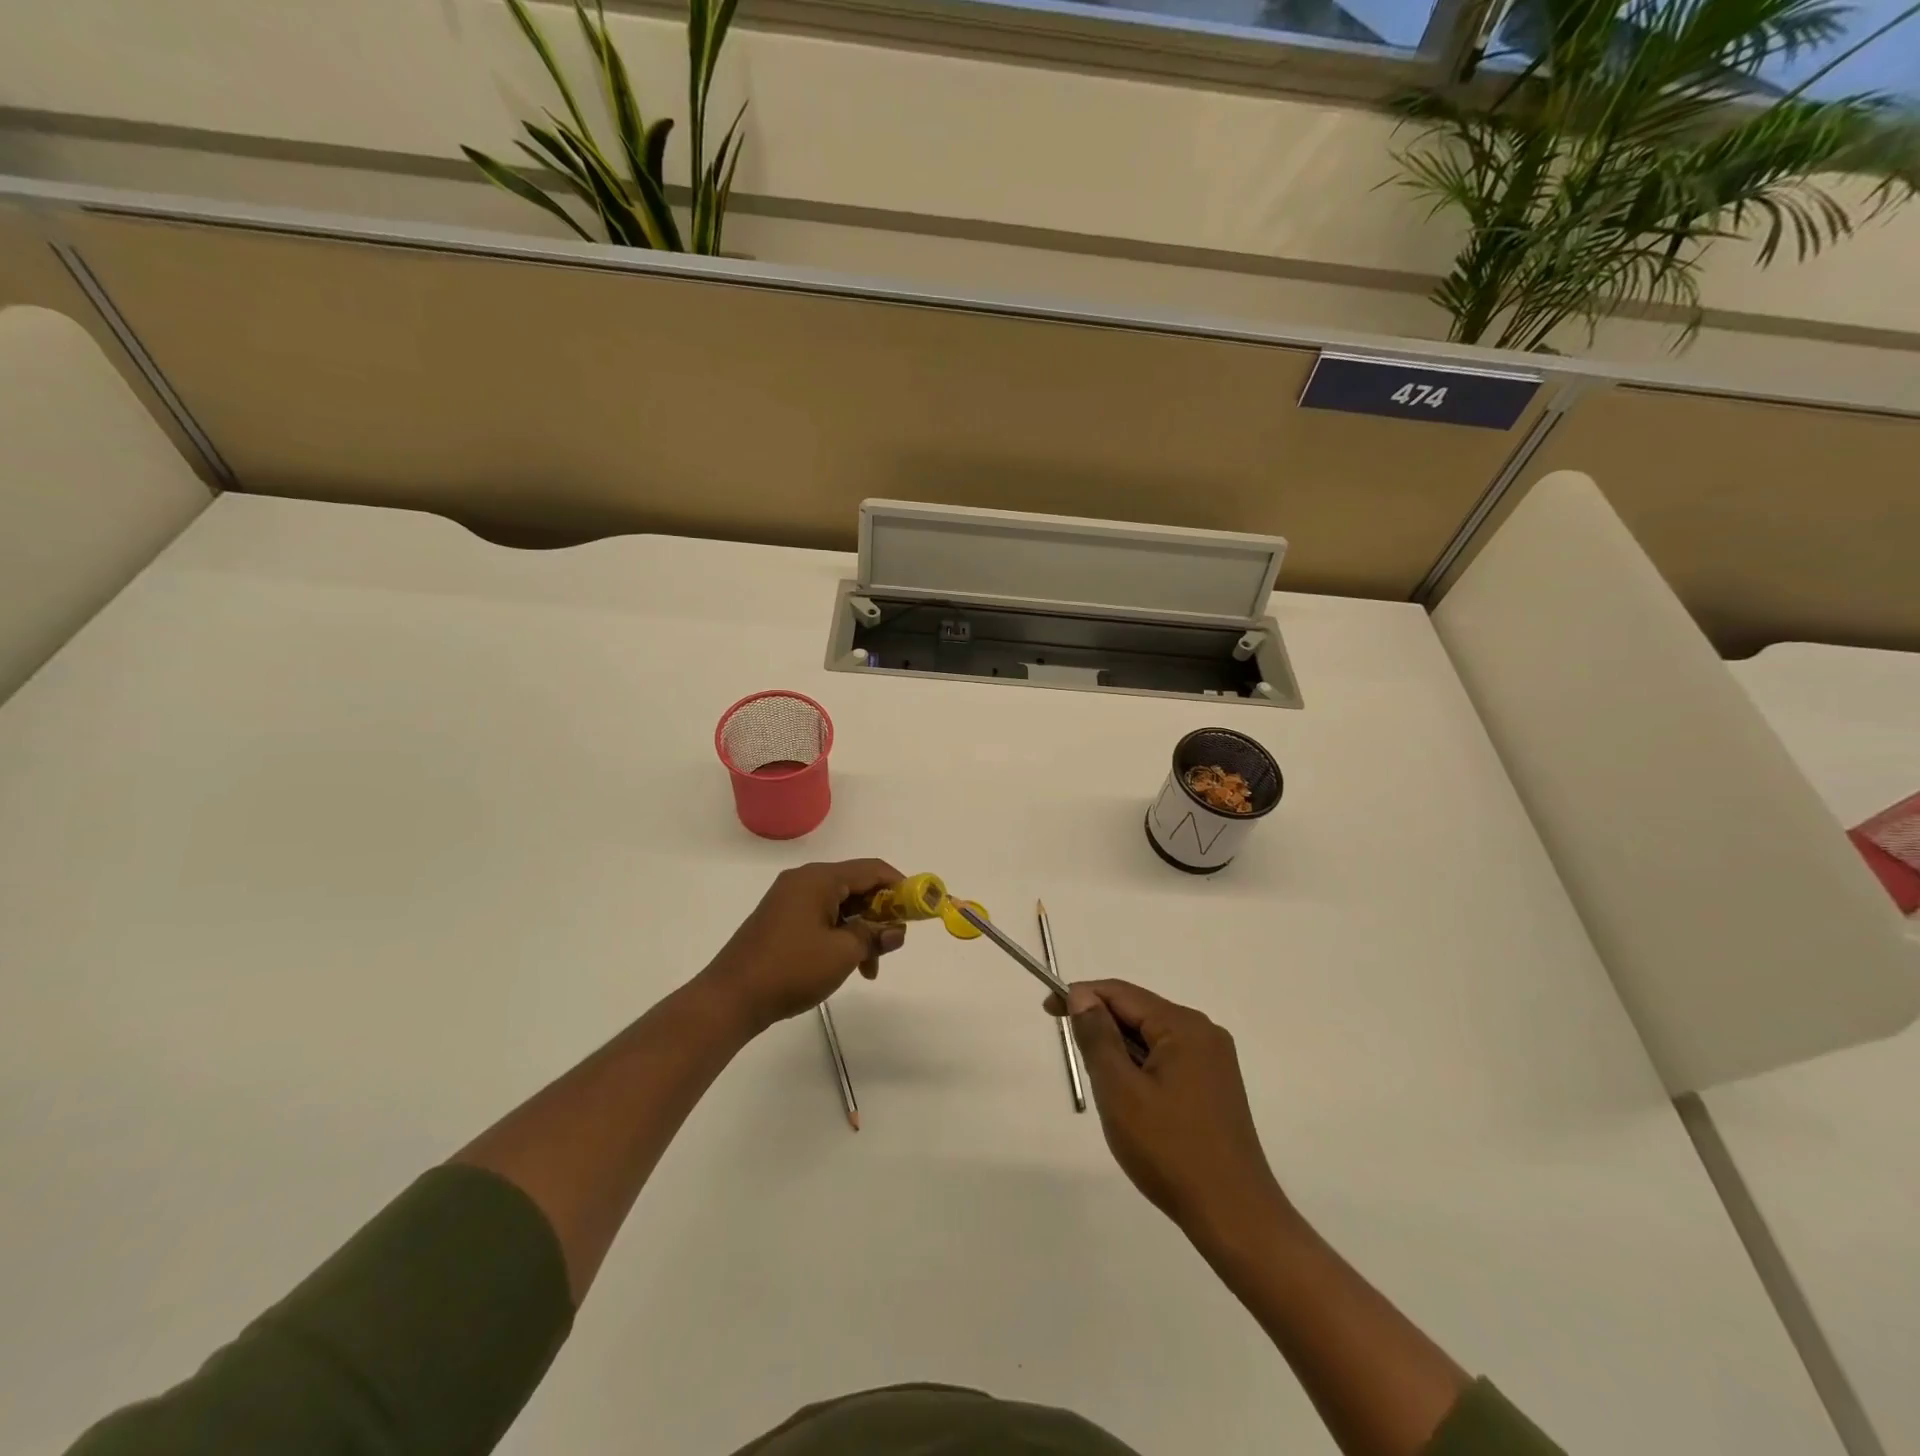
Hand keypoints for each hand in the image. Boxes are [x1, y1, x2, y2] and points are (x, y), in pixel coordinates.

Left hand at [699, 859, 907, 1035]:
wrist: (730, 998)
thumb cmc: (791, 969)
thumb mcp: (843, 953)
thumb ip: (874, 936)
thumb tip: (897, 930)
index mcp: (819, 879)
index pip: (872, 869)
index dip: (901, 886)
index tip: (919, 910)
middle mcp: (804, 881)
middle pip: (856, 886)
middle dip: (880, 913)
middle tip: (894, 943)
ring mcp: (789, 900)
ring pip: (841, 906)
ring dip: (861, 930)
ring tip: (870, 967)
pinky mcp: (781, 920)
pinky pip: (822, 918)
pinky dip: (841, 936)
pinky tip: (847, 965)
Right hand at [1056, 979, 1287, 1243]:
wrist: (1234, 1216)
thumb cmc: (1169, 1149)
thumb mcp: (1119, 1090)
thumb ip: (1097, 1036)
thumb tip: (1082, 996)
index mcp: (1184, 1025)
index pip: (1121, 993)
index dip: (1081, 996)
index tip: (1048, 1010)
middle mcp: (1204, 1032)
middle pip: (1139, 1012)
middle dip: (1102, 1027)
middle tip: (1076, 1059)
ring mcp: (1214, 1061)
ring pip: (1152, 1038)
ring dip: (1121, 1052)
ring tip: (1106, 1089)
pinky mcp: (1216, 1087)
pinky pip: (1168, 1059)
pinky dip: (1141, 1068)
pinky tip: (1134, 1102)